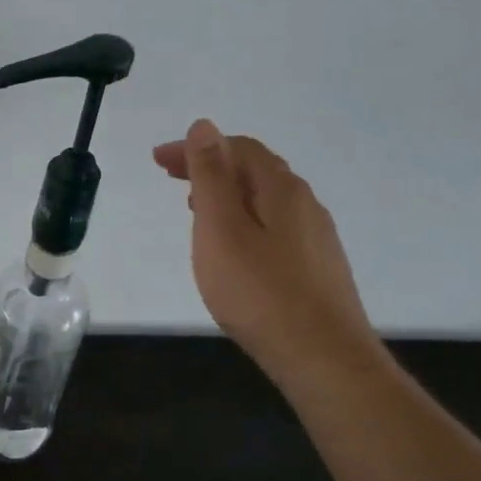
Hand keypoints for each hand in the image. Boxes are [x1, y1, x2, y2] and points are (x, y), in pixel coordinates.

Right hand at [153, 119, 382, 383]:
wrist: (321, 355)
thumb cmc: (258, 292)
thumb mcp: (221, 229)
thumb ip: (211, 176)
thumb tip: (205, 126)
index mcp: (280, 189)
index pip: (238, 148)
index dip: (197, 147)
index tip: (158, 160)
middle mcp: (304, 203)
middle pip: (254, 170)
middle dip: (210, 165)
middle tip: (170, 176)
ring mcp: (315, 235)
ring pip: (265, 198)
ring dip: (226, 192)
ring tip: (194, 207)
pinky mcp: (316, 265)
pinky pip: (273, 223)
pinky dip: (243, 217)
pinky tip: (232, 244)